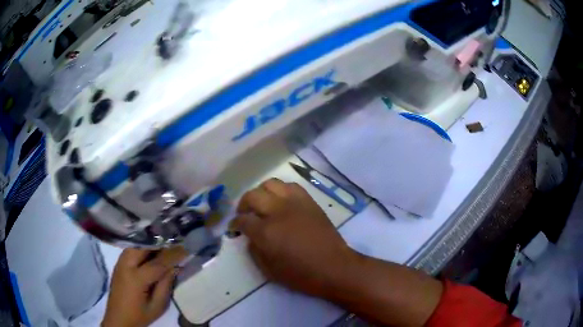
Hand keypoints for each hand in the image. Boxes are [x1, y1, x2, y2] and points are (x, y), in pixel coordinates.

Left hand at [102, 247, 186, 326]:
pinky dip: (143, 248)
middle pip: (143, 246)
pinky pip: (132, 249)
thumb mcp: (157, 306)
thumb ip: (165, 286)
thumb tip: (174, 267)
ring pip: (136, 245)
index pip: (157, 262)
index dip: (173, 255)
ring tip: (165, 246)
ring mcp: (120, 262)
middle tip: (175, 243)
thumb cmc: (139, 316)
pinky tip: (152, 252)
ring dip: (151, 244)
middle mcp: (125, 265)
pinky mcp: (119, 263)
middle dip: (159, 243)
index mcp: (136, 278)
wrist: (118, 319)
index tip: (185, 247)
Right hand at [231, 178, 356, 296]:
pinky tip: (281, 201)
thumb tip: (250, 236)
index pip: (242, 220)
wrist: (333, 266)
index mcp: (265, 232)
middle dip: (243, 204)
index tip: (235, 228)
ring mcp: (294, 203)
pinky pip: (291, 186)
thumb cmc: (300, 274)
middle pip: (252, 196)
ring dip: (261, 192)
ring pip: (271, 184)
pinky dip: (281, 190)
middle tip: (245, 214)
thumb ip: (254, 250)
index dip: (235, 224)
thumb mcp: (268, 270)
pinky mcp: (309, 201)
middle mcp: (277, 212)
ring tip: (262, 203)